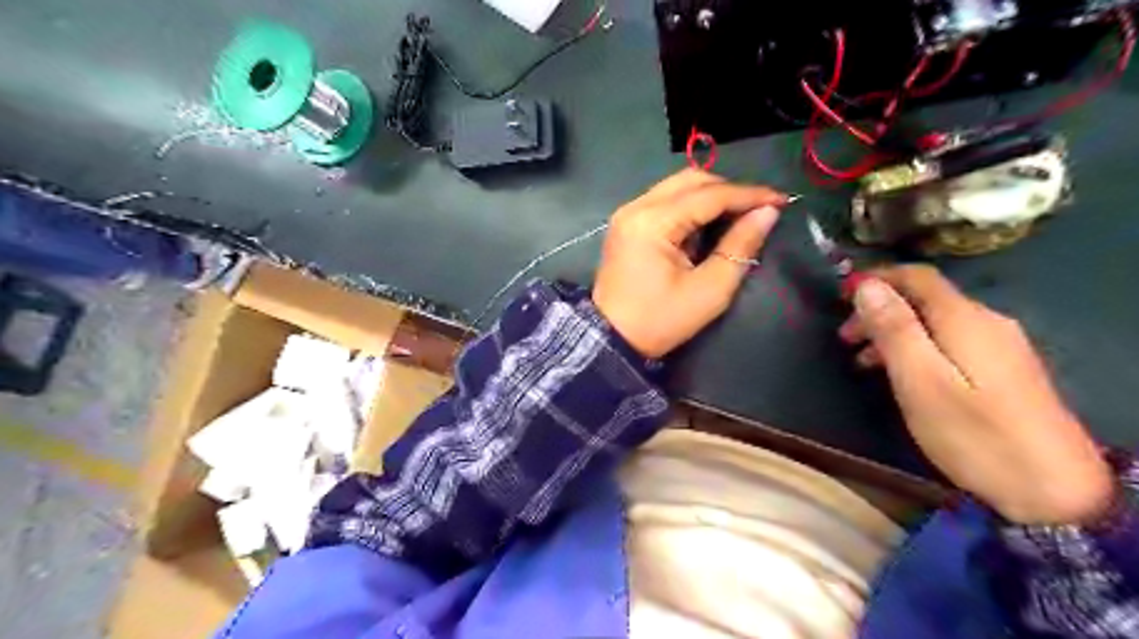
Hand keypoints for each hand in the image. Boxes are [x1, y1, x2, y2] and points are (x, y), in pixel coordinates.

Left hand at [598, 169, 783, 358]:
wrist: (611, 340)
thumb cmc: (661, 320)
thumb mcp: (710, 290)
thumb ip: (740, 246)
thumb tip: (767, 213)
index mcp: (653, 222)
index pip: (709, 195)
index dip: (749, 195)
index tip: (781, 200)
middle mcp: (636, 207)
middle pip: (691, 180)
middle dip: (729, 190)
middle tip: (758, 209)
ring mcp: (627, 214)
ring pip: (677, 187)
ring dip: (710, 196)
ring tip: (737, 216)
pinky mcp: (626, 224)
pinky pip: (665, 201)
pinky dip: (690, 206)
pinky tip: (708, 224)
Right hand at [845, 265, 1113, 522]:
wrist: (1054, 491)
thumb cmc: (974, 434)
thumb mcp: (920, 381)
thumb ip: (894, 329)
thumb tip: (868, 285)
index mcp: (964, 319)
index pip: (917, 276)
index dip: (876, 278)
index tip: (841, 296)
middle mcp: (987, 322)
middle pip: (925, 299)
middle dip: (879, 310)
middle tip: (844, 338)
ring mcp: (1000, 346)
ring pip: (935, 322)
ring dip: (894, 332)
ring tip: (862, 362)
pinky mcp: (1005, 370)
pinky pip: (950, 342)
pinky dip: (917, 348)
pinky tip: (902, 375)